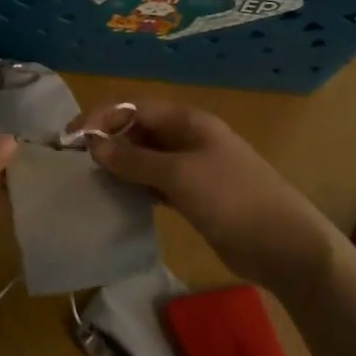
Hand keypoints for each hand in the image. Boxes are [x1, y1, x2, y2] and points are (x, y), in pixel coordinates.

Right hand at [71, 101, 339, 297]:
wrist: (284, 246)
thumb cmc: (232, 199)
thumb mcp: (179, 175)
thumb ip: (134, 159)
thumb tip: (94, 145)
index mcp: (188, 122)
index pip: (135, 109)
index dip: (101, 118)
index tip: (71, 137)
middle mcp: (188, 139)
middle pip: (138, 131)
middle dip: (108, 141)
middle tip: (75, 162)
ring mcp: (192, 169)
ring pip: (145, 158)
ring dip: (119, 165)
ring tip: (90, 179)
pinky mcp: (193, 196)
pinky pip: (155, 183)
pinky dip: (135, 186)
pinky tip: (117, 197)